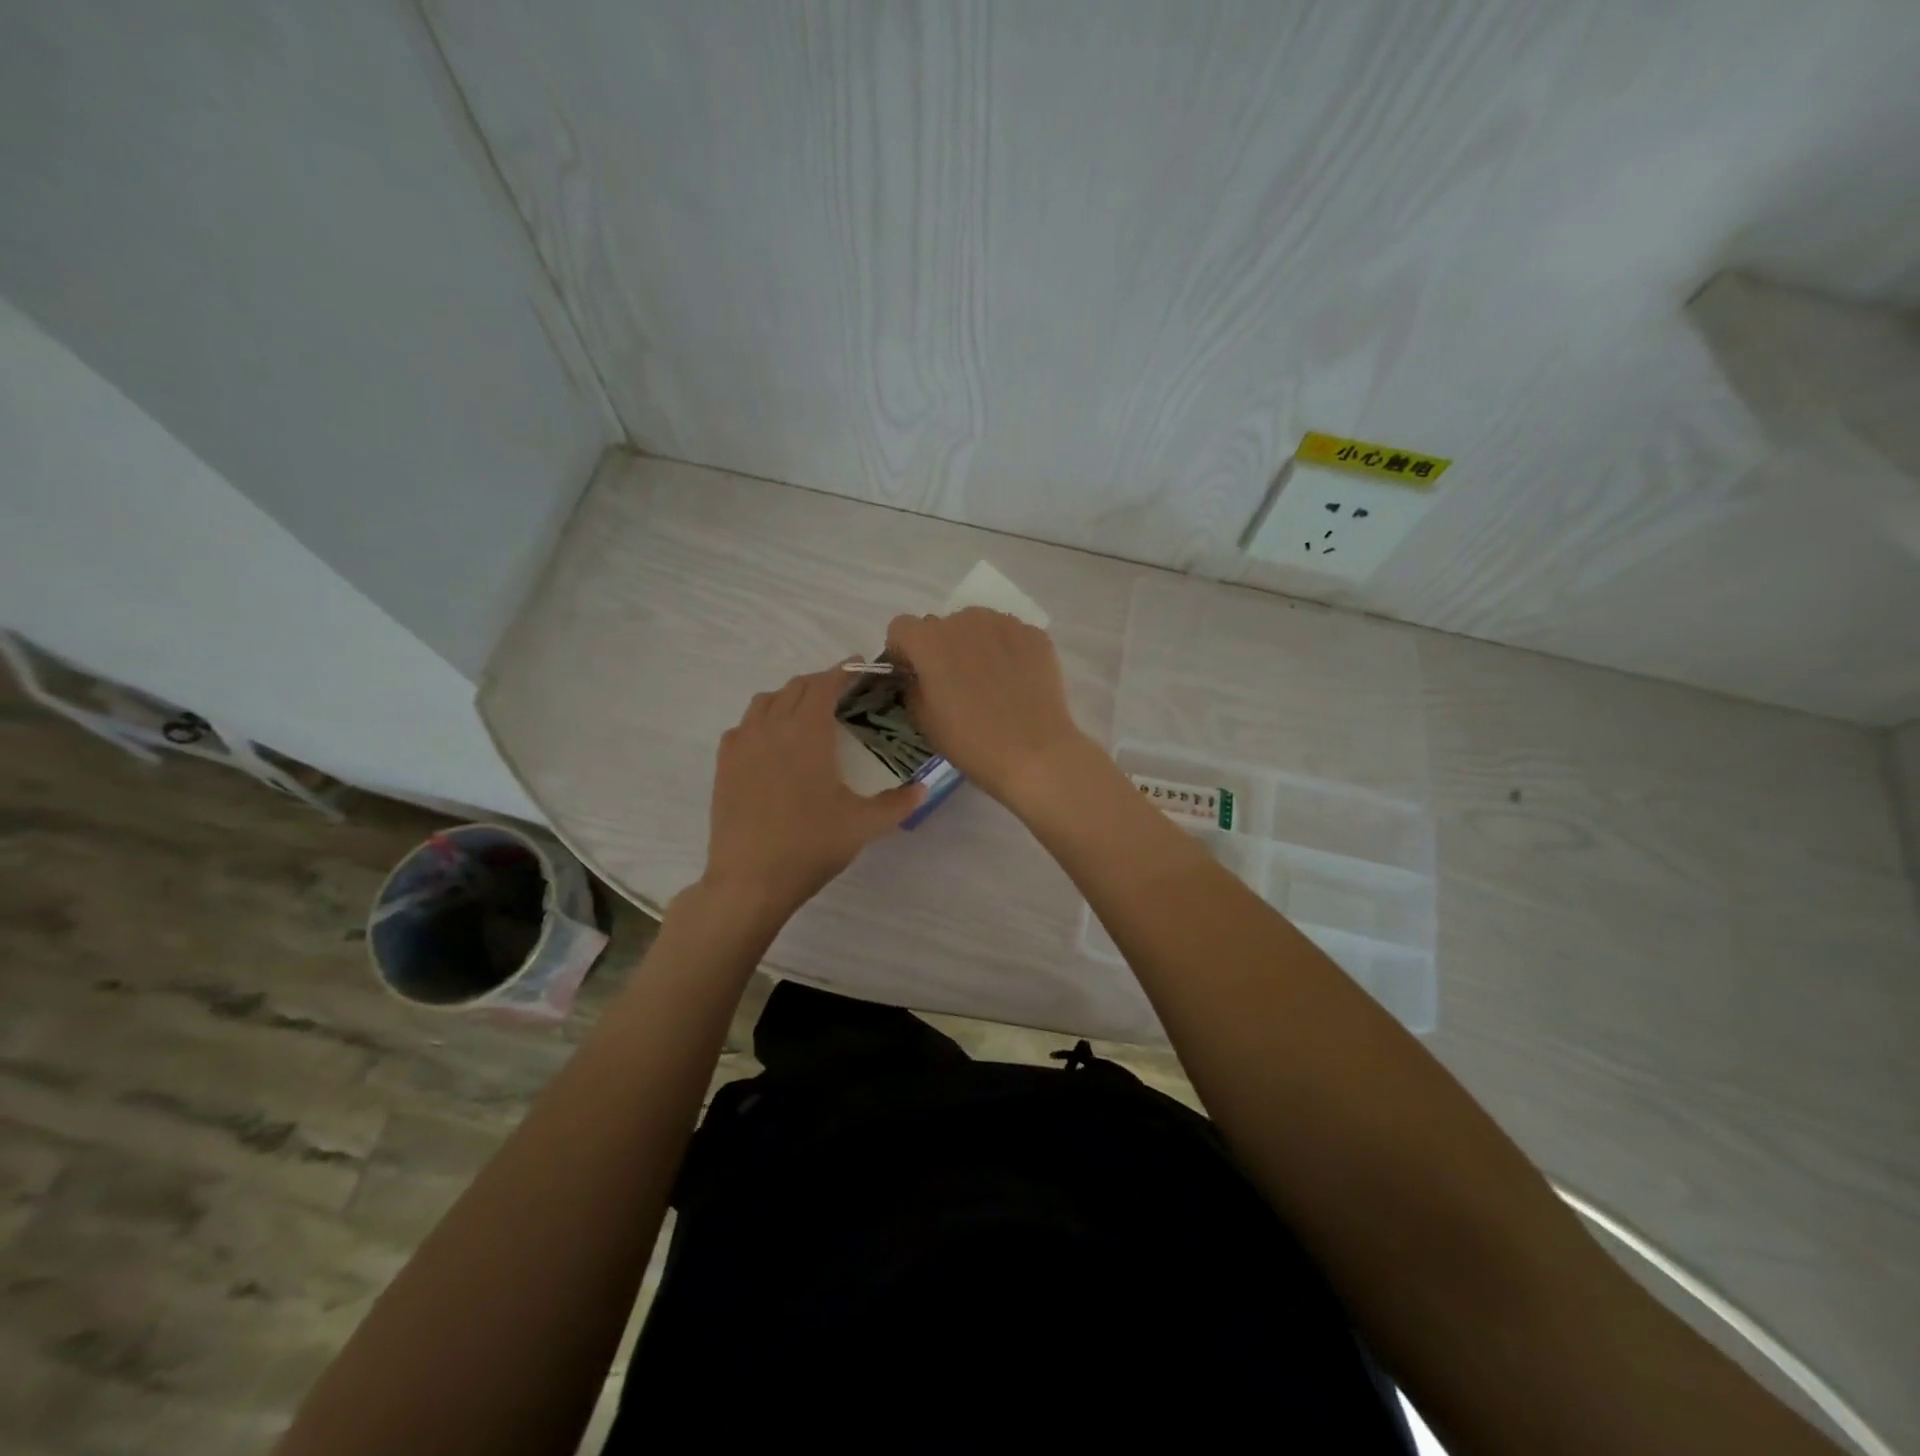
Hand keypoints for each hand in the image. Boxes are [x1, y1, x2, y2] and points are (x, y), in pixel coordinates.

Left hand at [702, 666, 924, 918]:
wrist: (750, 879)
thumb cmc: (811, 846)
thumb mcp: (863, 825)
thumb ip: (897, 803)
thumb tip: (923, 789)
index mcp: (807, 733)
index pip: (825, 684)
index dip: (844, 669)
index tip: (861, 665)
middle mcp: (772, 728)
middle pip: (795, 687)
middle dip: (820, 681)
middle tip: (842, 691)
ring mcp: (743, 745)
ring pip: (765, 701)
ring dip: (789, 697)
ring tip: (807, 713)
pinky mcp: (724, 765)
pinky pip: (743, 726)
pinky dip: (761, 721)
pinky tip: (771, 742)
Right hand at [885, 607, 1094, 808]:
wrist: (1034, 753)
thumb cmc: (970, 742)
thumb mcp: (923, 720)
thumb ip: (912, 687)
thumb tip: (919, 677)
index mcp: (929, 640)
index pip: (901, 628)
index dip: (903, 651)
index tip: (913, 675)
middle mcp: (965, 620)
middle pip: (942, 626)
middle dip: (940, 648)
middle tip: (954, 683)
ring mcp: (1004, 624)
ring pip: (978, 626)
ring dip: (975, 645)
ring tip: (989, 681)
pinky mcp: (1035, 635)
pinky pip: (1010, 636)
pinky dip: (1007, 652)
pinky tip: (1016, 682)